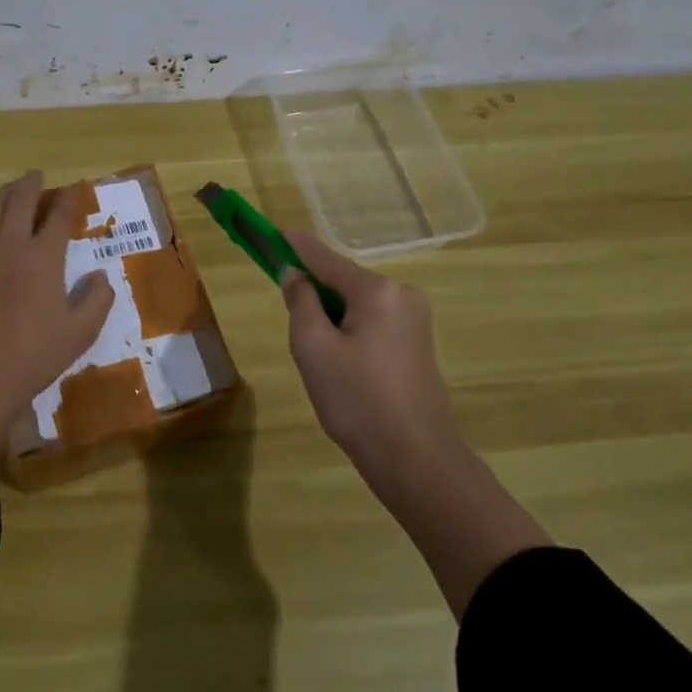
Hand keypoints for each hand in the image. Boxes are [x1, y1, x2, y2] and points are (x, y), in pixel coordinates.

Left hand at [0, 171, 114, 462]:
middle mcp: (10, 246)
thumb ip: (97, 299)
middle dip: (30, 184)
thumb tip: (100, 276)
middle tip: (37, 175)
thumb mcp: (81, 331)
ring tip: (10, 189)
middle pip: (18, 201)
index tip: (75, 189)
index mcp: (42, 257)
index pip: (58, 216)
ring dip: (3, 194)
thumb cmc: (36, 353)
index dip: (68, 199)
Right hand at [282, 230, 550, 616]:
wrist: (416, 459)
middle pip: (342, 281)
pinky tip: (342, 367)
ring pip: (356, 304)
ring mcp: (414, 319)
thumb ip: (301, 302)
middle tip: (295, 332)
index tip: (274, 233)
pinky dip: (349, 331)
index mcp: (377, 290)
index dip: (296, 246)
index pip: (325, 258)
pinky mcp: (417, 342)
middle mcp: (401, 294)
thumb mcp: (313, 348)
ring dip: (331, 317)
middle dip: (314, 295)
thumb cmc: (357, 400)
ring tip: (320, 361)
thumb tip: (296, 275)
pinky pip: (372, 322)